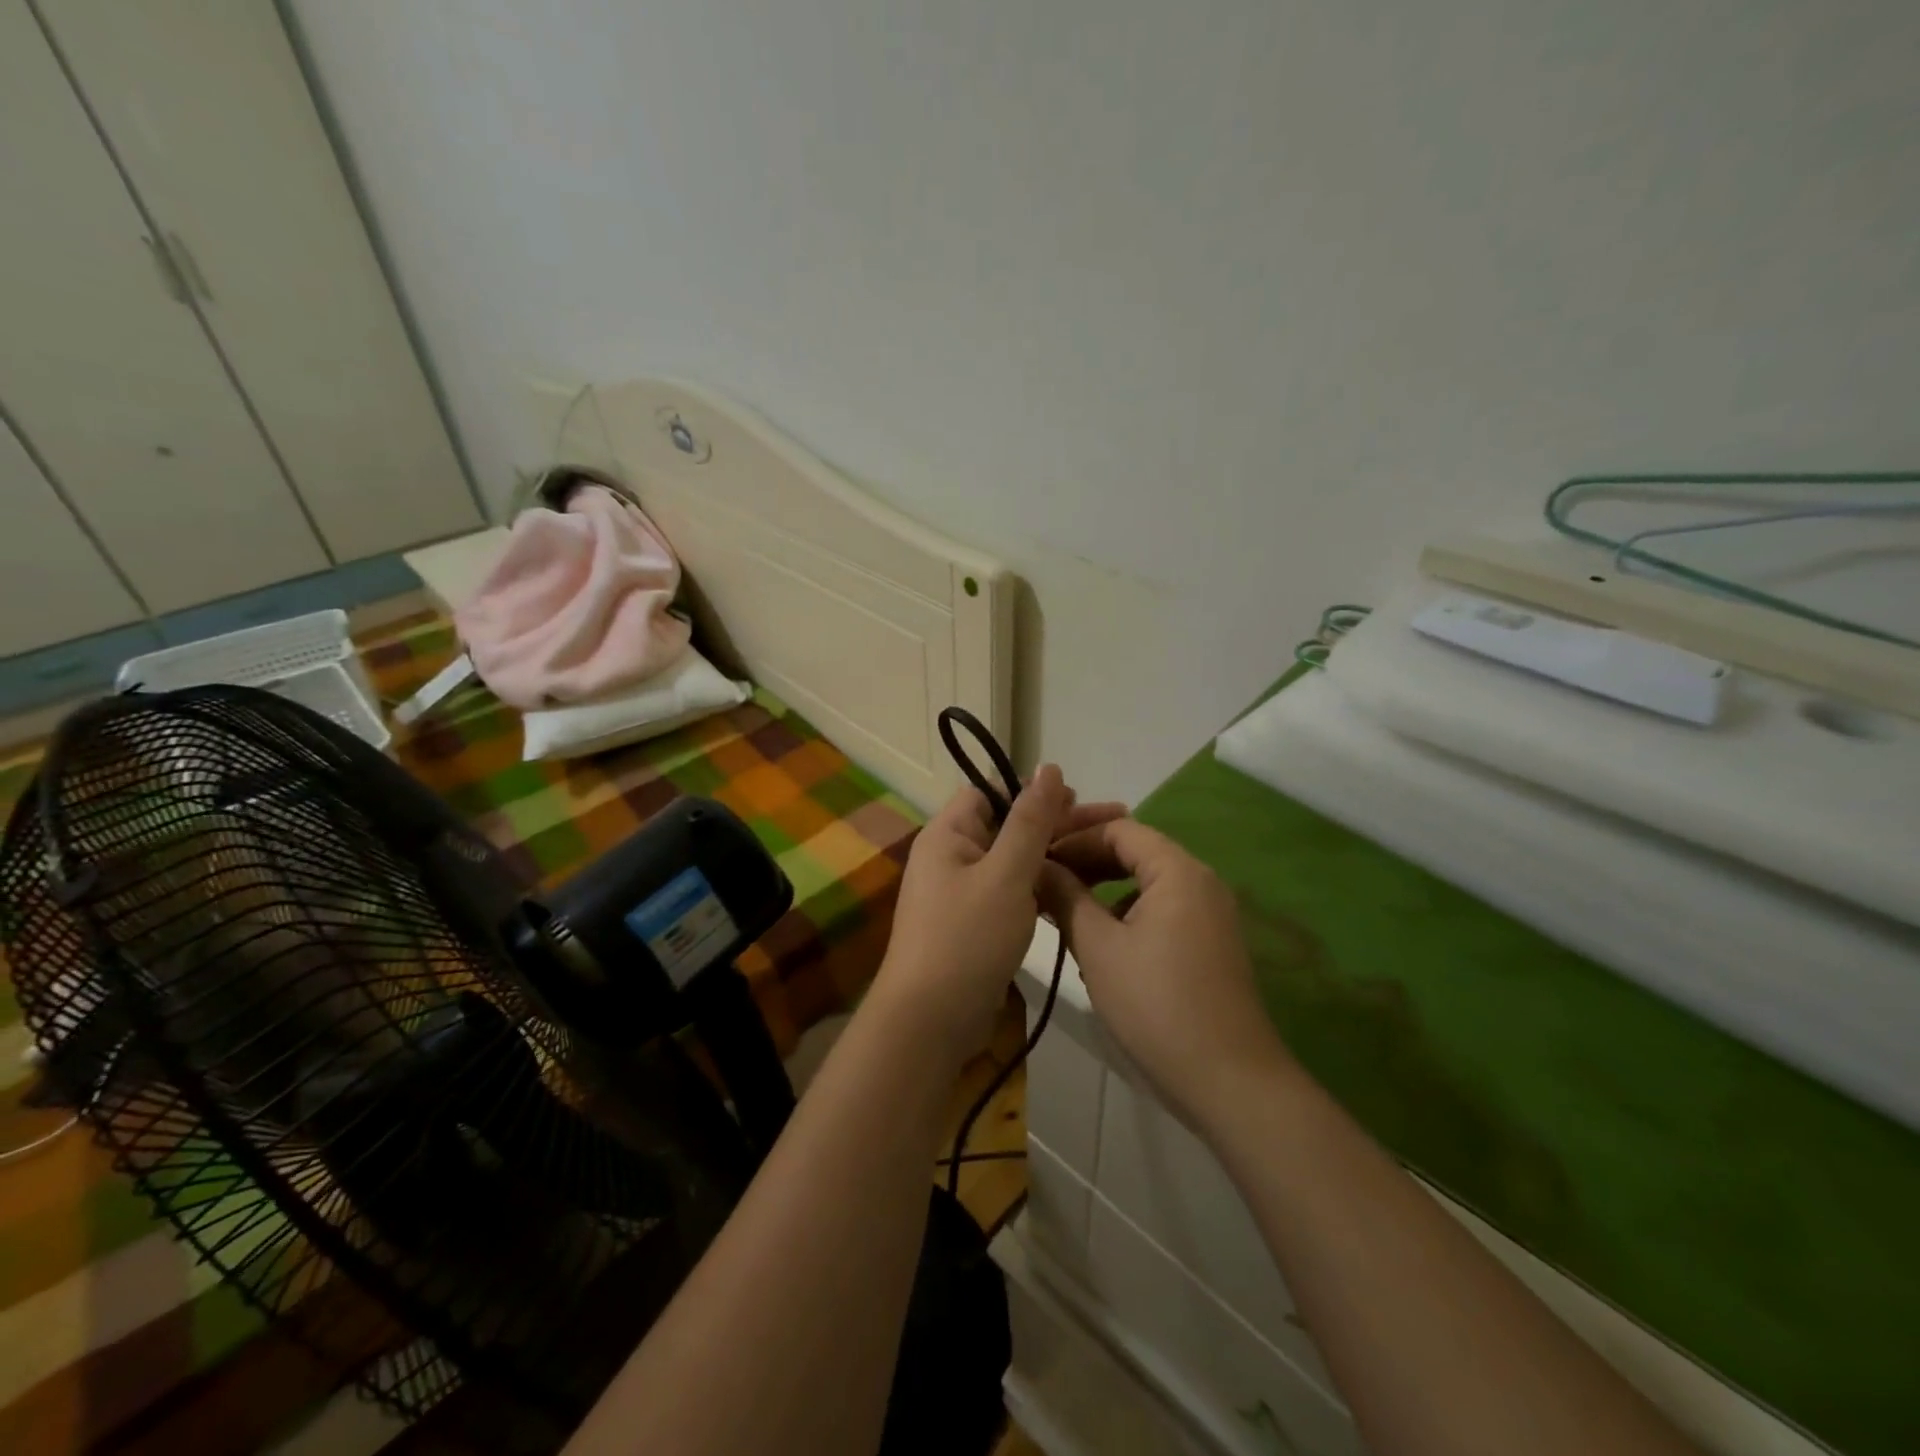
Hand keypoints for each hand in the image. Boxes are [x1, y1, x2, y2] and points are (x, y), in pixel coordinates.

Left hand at [876, 766, 1124, 1065]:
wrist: (930, 1021)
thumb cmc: (967, 938)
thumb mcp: (1006, 874)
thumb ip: (1030, 821)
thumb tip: (1049, 767)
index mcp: (948, 834)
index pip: (990, 792)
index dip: (1032, 790)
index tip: (1077, 797)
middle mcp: (951, 856)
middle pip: (1007, 824)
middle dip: (1056, 821)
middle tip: (1112, 819)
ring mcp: (962, 892)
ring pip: (1013, 860)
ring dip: (1054, 853)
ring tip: (1104, 851)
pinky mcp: (975, 923)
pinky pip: (1011, 891)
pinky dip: (1040, 885)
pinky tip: (1075, 888)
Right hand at [1040, 819, 1295, 1130]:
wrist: (1230, 1082)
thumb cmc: (1156, 1005)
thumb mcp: (1098, 947)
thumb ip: (1065, 897)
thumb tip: (1038, 866)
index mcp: (1178, 871)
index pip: (1118, 829)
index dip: (1073, 838)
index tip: (1035, 857)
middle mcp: (1200, 881)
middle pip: (1135, 852)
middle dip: (1086, 862)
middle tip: (1042, 880)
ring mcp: (1210, 914)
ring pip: (1146, 884)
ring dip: (1103, 889)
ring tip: (1062, 911)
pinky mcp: (1210, 944)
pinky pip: (1161, 911)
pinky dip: (1125, 915)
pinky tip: (1099, 945)